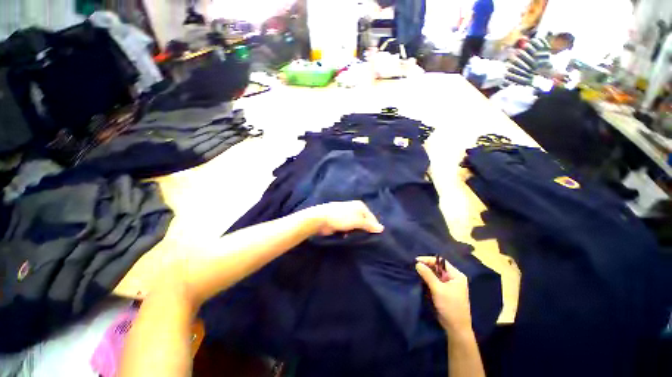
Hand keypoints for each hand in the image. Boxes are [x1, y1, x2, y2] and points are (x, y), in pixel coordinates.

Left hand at [309, 201, 383, 235]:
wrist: (321, 218)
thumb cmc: (341, 217)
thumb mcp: (357, 221)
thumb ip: (369, 225)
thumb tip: (382, 228)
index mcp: (360, 206)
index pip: (372, 217)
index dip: (373, 227)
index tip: (375, 236)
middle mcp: (354, 209)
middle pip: (364, 221)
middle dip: (364, 230)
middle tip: (365, 238)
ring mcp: (347, 215)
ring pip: (356, 225)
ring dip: (355, 232)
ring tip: (355, 237)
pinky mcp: (341, 221)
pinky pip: (349, 228)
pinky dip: (348, 232)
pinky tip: (346, 236)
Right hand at [416, 256, 471, 333]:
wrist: (456, 328)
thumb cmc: (450, 306)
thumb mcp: (438, 289)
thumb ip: (427, 275)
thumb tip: (417, 263)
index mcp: (456, 275)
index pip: (440, 262)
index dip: (428, 260)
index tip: (416, 261)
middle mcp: (453, 278)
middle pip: (437, 267)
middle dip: (426, 266)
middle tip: (414, 266)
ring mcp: (448, 285)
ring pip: (435, 274)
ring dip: (426, 273)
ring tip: (415, 271)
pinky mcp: (444, 291)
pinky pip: (434, 281)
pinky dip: (427, 279)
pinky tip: (419, 279)